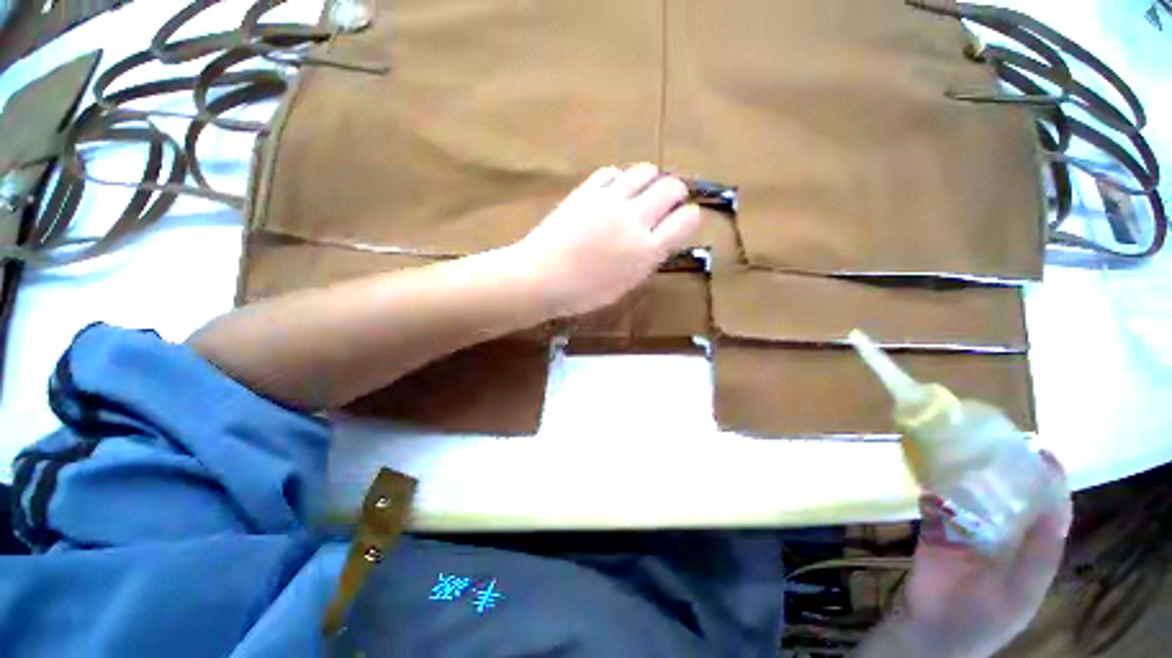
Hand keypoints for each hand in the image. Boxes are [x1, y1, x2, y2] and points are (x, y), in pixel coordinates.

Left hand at [512, 163, 700, 316]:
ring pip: (645, 171)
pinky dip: (618, 179)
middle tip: (664, 204)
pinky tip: (612, 192)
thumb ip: (645, 259)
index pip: (687, 219)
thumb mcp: (624, 285)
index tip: (681, 221)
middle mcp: (635, 220)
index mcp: (647, 251)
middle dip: (674, 194)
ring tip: (639, 194)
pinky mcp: (587, 190)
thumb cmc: (582, 293)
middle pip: (672, 188)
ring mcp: (610, 200)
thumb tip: (657, 239)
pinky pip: (612, 172)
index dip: (688, 217)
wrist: (541, 278)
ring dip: (649, 180)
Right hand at [885, 451, 1072, 657]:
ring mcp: (967, 531)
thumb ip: (1039, 555)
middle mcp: (1003, 534)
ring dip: (968, 474)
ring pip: (972, 496)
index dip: (1049, 481)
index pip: (1048, 510)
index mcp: (1030, 549)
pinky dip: (934, 486)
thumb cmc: (985, 617)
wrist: (932, 630)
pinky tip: (930, 469)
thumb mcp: (1021, 592)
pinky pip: (937, 503)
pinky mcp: (935, 529)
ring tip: (961, 447)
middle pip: (1009, 496)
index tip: (1041, 451)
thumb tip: (1055, 508)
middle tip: (994, 441)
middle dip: (1005, 470)